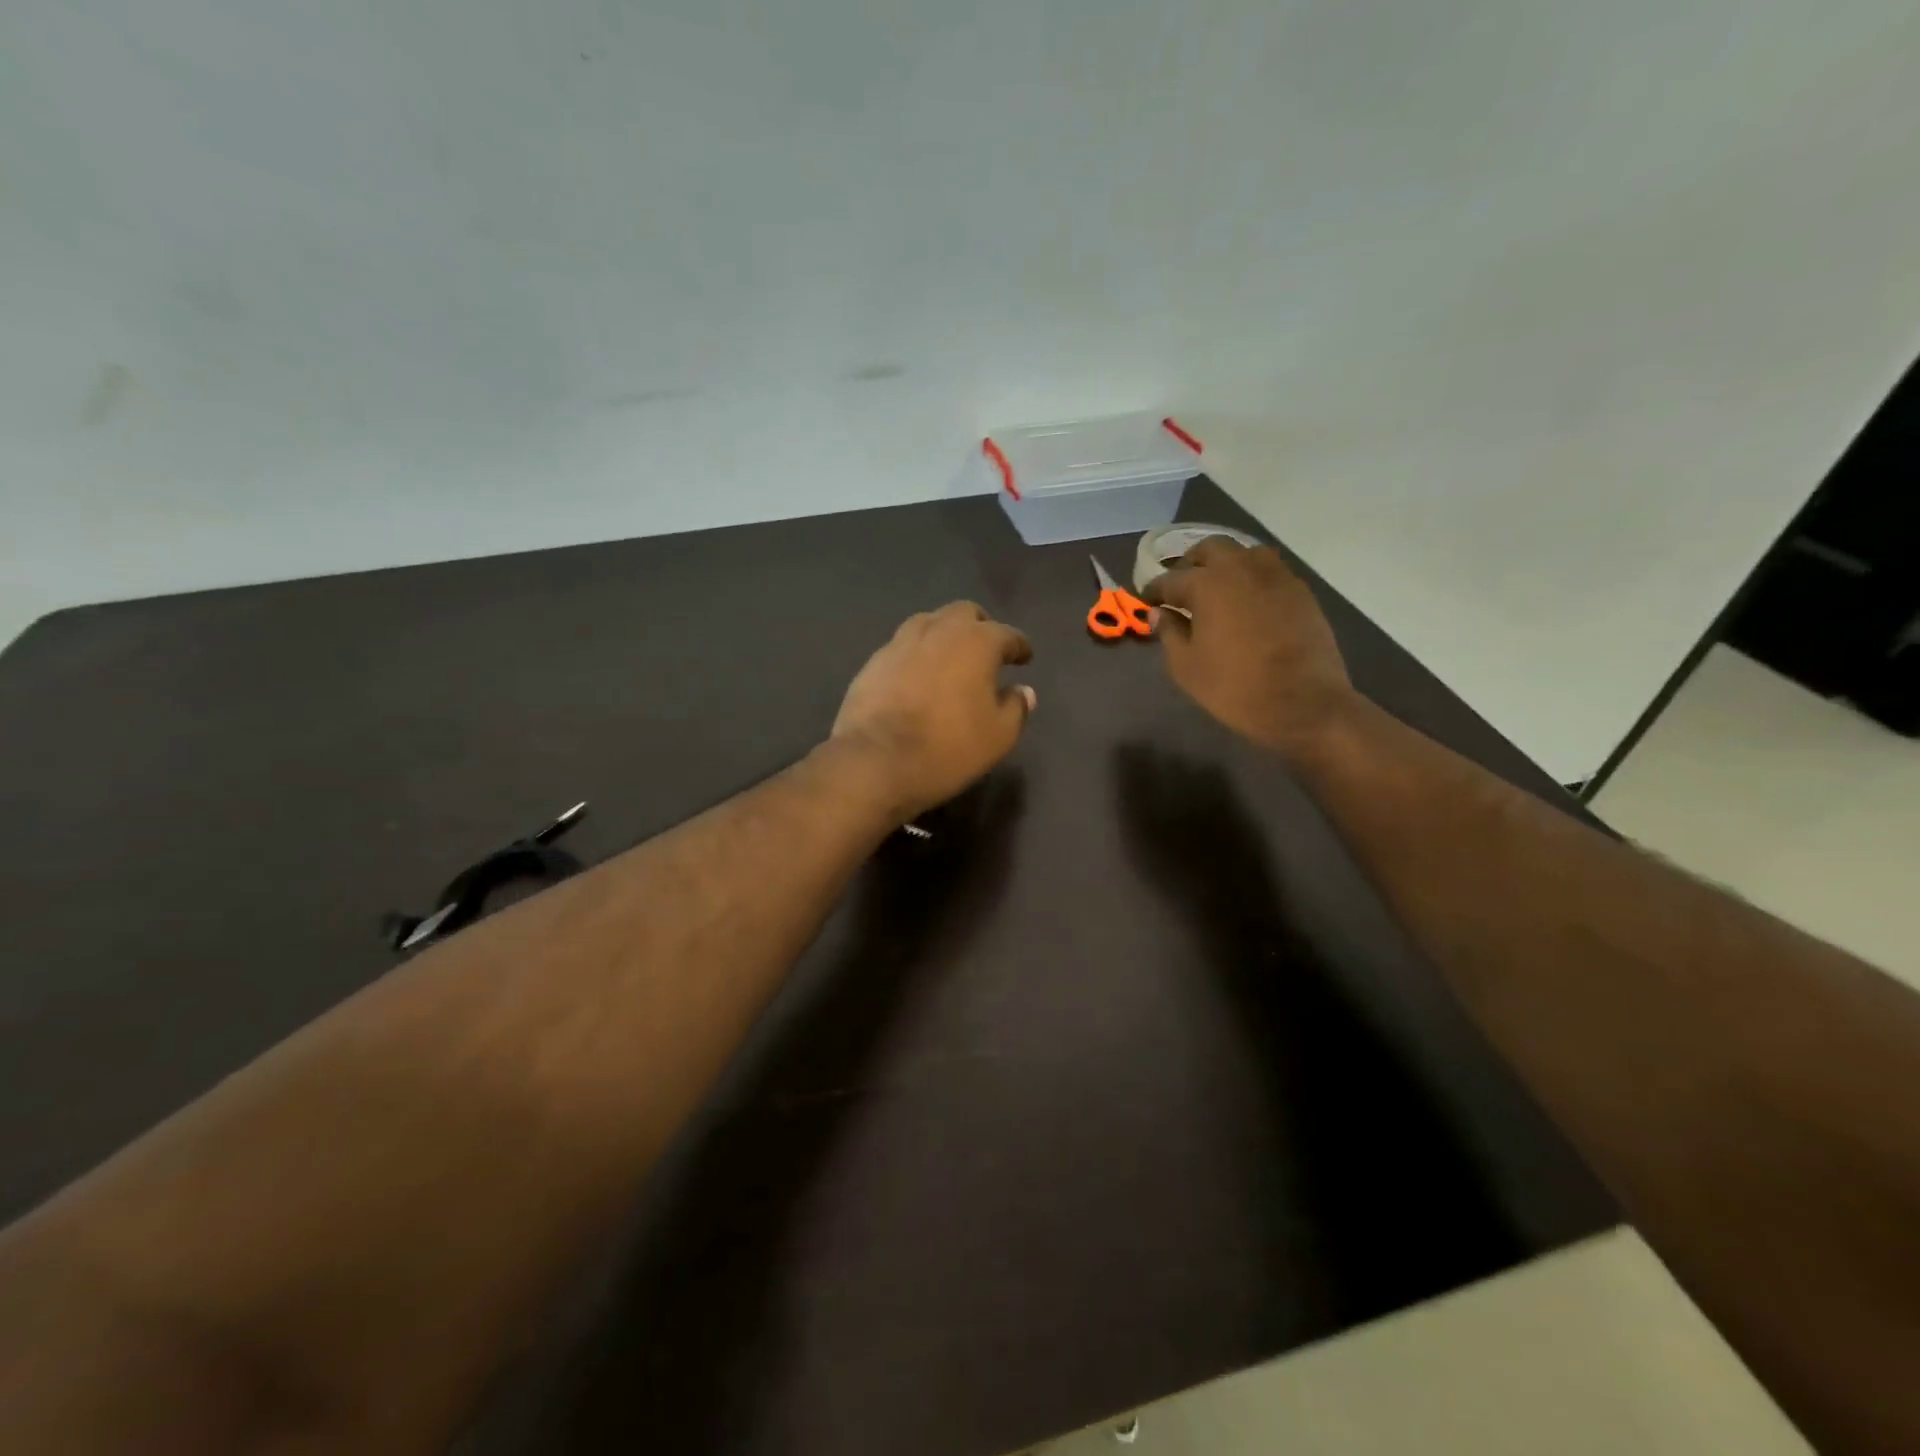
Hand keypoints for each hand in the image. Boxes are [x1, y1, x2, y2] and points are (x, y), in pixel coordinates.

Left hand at [830, 602, 1036, 819]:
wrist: (875, 761)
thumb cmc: (948, 747)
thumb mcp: (998, 737)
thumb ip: (1016, 708)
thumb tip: (1023, 691)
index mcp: (977, 642)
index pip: (1007, 635)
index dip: (1019, 646)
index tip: (1025, 657)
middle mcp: (940, 630)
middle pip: (965, 613)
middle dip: (980, 627)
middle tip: (987, 649)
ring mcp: (901, 642)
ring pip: (930, 622)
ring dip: (945, 633)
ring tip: (950, 656)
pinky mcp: (874, 661)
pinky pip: (903, 646)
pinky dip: (917, 654)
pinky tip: (917, 675)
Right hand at [1142, 537, 1355, 754]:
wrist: (1303, 703)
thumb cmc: (1234, 687)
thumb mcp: (1187, 667)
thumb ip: (1170, 633)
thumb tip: (1159, 613)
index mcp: (1207, 585)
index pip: (1170, 580)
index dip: (1154, 591)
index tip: (1146, 600)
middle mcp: (1241, 568)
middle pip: (1210, 549)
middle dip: (1191, 563)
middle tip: (1182, 586)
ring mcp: (1276, 576)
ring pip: (1244, 553)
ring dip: (1226, 564)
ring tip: (1217, 588)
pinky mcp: (1300, 591)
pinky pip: (1269, 571)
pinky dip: (1252, 578)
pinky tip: (1248, 602)